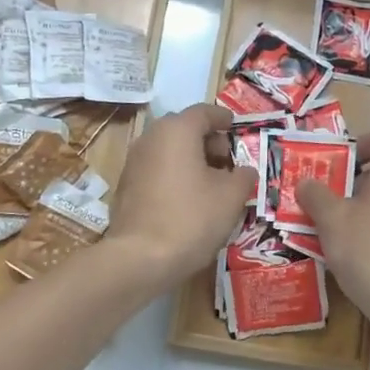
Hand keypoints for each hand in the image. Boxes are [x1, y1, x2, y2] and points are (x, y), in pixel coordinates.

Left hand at [106, 104, 256, 284]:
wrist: (140, 258)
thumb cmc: (192, 218)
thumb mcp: (231, 197)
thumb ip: (243, 176)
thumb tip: (244, 171)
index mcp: (177, 130)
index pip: (204, 112)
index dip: (224, 119)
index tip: (236, 128)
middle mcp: (151, 138)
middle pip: (184, 129)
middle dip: (207, 141)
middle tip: (228, 161)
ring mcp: (133, 162)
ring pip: (168, 150)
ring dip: (190, 159)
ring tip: (211, 183)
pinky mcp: (125, 187)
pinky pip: (156, 170)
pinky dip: (174, 175)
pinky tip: (188, 199)